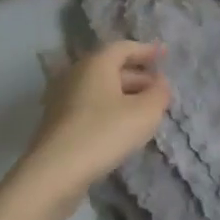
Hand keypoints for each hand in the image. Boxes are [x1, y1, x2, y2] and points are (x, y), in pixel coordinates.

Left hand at [20, 42, 170, 205]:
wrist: (54, 172)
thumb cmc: (103, 133)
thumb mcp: (144, 113)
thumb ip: (159, 94)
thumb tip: (161, 83)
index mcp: (96, 63)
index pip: (124, 47)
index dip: (147, 51)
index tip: (165, 55)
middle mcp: (77, 73)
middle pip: (111, 67)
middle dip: (138, 76)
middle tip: (159, 89)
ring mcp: (63, 98)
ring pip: (101, 89)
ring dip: (124, 95)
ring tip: (145, 110)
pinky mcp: (57, 122)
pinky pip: (90, 106)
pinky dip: (109, 109)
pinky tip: (121, 128)